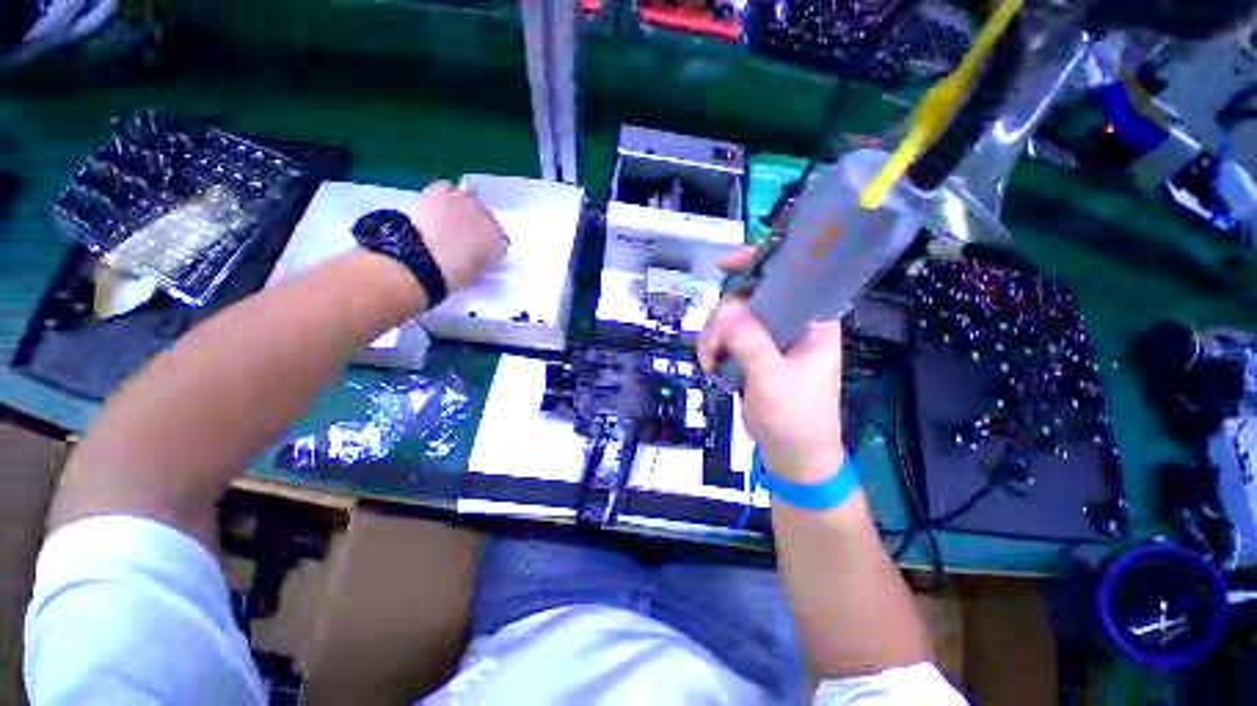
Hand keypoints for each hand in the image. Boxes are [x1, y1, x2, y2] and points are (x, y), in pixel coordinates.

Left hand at [410, 180, 507, 293]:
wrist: (424, 257)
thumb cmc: (454, 273)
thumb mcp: (477, 275)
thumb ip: (483, 262)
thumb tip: (479, 256)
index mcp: (499, 241)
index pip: (499, 242)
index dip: (489, 248)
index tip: (479, 254)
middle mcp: (487, 217)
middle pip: (486, 217)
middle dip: (477, 225)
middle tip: (464, 236)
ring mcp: (464, 201)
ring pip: (469, 197)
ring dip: (463, 207)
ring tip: (451, 218)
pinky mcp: (440, 192)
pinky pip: (446, 187)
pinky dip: (444, 195)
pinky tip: (438, 206)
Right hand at [698, 249, 844, 483]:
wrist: (792, 456)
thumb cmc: (796, 418)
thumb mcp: (774, 380)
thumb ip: (752, 343)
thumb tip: (726, 310)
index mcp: (812, 321)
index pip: (790, 277)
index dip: (759, 264)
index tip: (726, 267)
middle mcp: (790, 323)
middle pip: (748, 296)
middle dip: (722, 317)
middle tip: (712, 345)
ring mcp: (768, 338)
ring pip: (731, 317)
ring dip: (712, 336)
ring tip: (709, 362)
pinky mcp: (751, 353)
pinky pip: (724, 336)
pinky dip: (711, 347)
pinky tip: (709, 365)